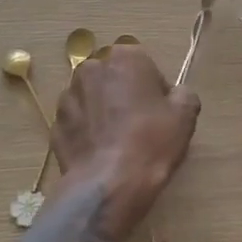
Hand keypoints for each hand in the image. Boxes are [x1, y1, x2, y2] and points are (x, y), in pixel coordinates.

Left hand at [53, 44, 200, 194]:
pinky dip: (87, 132)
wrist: (108, 183)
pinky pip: (77, 123)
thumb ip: (183, 94)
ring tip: (118, 142)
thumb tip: (175, 94)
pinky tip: (101, 153)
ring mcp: (68, 96)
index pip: (145, 65)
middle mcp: (91, 68)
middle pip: (115, 79)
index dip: (155, 89)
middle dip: (125, 95)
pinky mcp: (55, 124)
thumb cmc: (151, 141)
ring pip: (92, 99)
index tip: (161, 112)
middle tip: (140, 126)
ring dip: (103, 112)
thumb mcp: (185, 115)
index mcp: (124, 57)